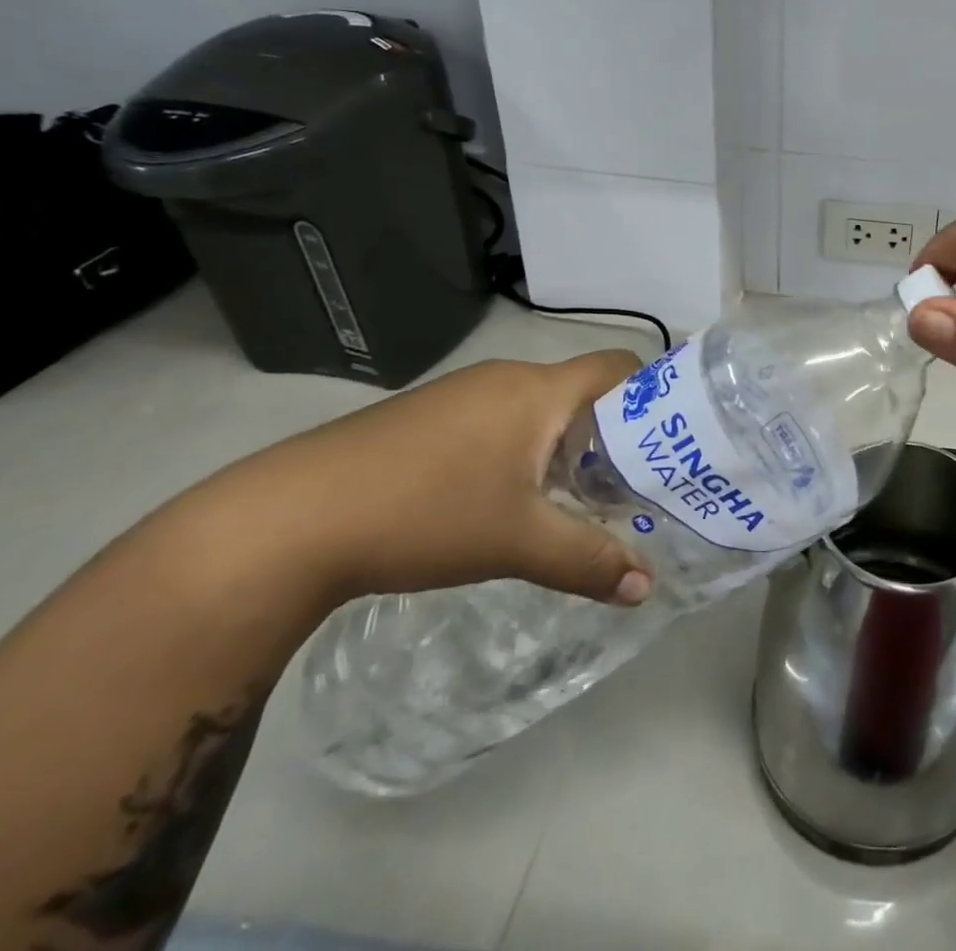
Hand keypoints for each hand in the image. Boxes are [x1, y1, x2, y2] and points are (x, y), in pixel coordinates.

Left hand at [203, 354, 653, 608]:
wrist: (286, 521)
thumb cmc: (424, 513)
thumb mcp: (516, 542)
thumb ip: (588, 560)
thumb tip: (645, 589)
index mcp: (538, 390)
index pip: (619, 365)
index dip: (653, 393)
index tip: (669, 440)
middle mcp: (506, 379)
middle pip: (582, 390)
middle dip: (612, 433)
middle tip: (631, 485)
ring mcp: (461, 394)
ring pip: (538, 408)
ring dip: (564, 444)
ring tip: (575, 498)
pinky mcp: (427, 417)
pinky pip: (499, 420)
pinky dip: (522, 449)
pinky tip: (505, 499)